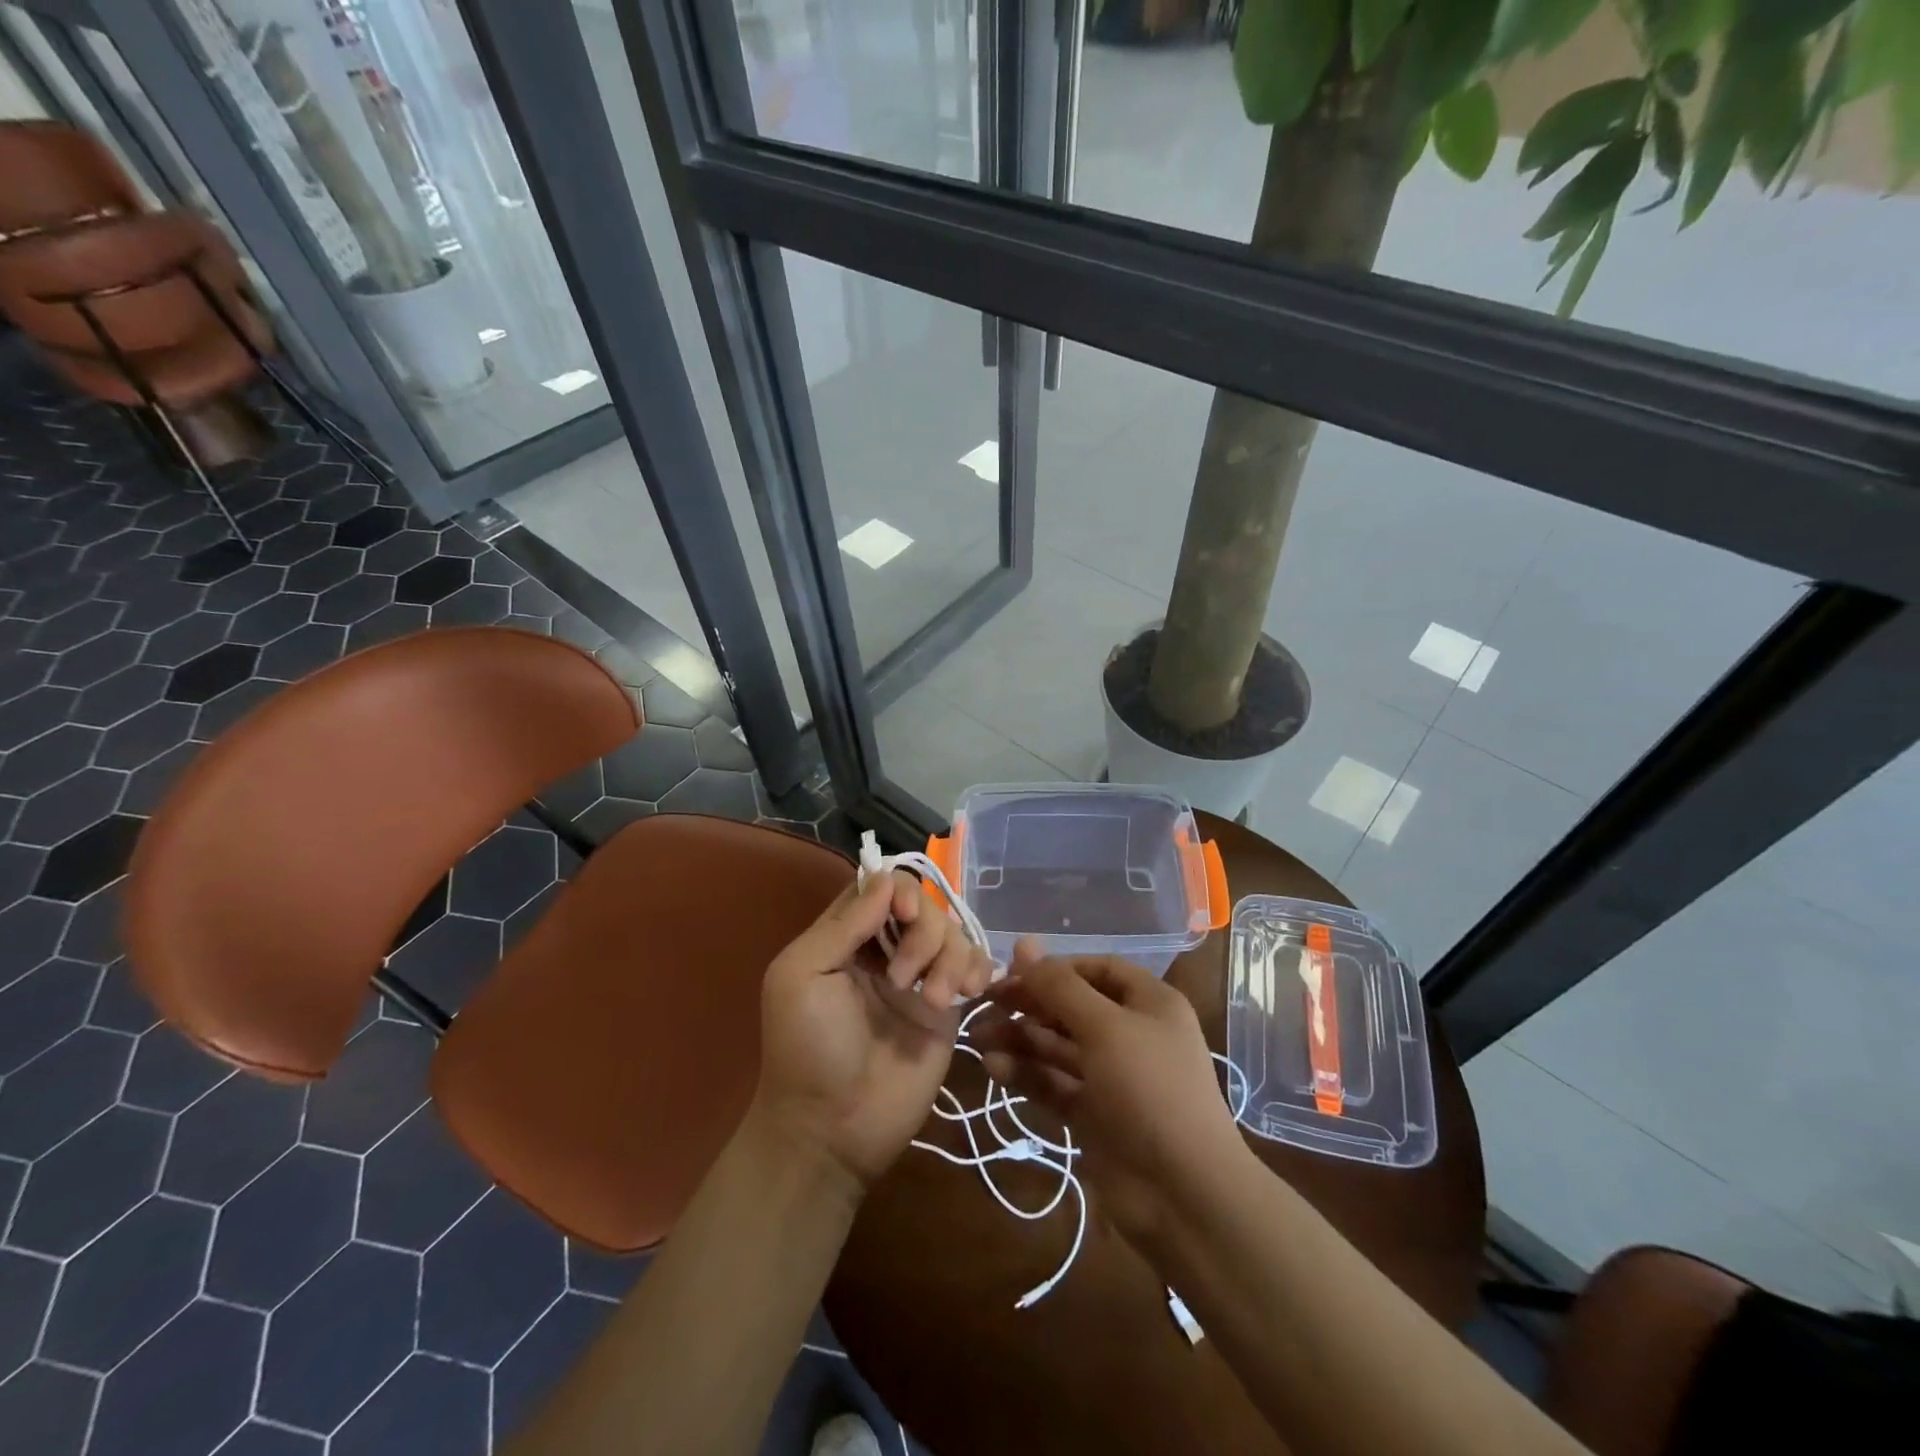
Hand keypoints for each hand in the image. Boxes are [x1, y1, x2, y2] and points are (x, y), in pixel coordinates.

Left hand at [753, 870, 995, 1191]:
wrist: (834, 1131)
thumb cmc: (807, 1049)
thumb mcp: (803, 977)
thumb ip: (843, 925)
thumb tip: (886, 881)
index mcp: (844, 937)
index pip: (879, 887)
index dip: (897, 889)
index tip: (903, 912)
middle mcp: (883, 950)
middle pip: (923, 905)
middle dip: (924, 930)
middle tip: (903, 977)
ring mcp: (919, 979)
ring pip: (952, 932)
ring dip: (950, 956)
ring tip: (936, 1000)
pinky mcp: (947, 1011)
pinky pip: (974, 968)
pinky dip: (977, 968)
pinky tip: (967, 993)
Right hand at [972, 942, 1248, 1249]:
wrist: (1184, 1195)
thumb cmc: (1150, 1090)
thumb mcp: (1105, 1027)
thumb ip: (1059, 987)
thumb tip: (1023, 943)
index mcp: (1149, 1003)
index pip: (1096, 970)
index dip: (1055, 968)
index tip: (1012, 972)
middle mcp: (1132, 1034)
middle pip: (1072, 1008)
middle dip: (1029, 1004)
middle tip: (985, 1002)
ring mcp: (1112, 1078)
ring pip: (1058, 1047)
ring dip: (1020, 1040)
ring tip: (978, 1038)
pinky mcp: (1094, 1115)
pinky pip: (1055, 1084)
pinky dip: (1026, 1075)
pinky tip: (993, 1068)